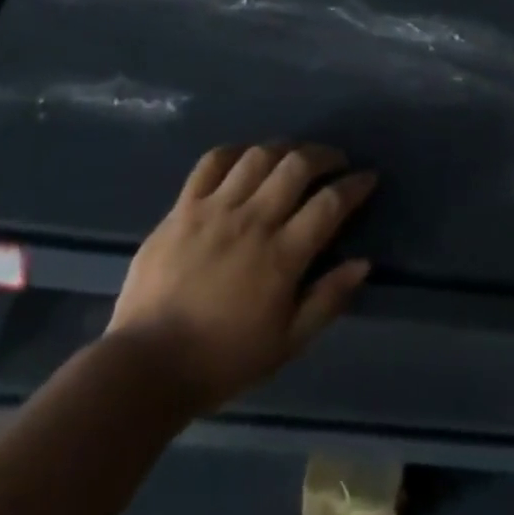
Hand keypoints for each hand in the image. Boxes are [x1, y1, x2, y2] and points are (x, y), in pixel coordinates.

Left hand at [109, 143, 376, 415]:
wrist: (146, 366)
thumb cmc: (222, 360)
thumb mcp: (286, 344)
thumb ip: (328, 300)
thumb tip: (363, 263)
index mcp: (281, 256)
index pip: (330, 203)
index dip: (355, 185)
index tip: (368, 178)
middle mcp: (253, 220)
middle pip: (297, 165)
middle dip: (325, 155)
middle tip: (335, 161)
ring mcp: (215, 209)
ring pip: (259, 156)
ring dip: (285, 148)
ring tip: (294, 156)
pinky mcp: (183, 207)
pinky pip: (212, 162)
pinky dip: (235, 152)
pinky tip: (246, 157)